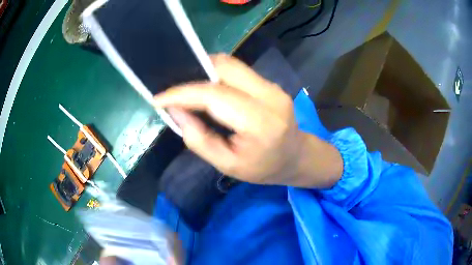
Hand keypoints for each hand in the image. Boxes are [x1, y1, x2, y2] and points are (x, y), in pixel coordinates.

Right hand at [154, 54, 341, 186]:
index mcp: (261, 122)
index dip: (182, 93)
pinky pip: (237, 70)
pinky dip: (216, 75)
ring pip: (230, 64)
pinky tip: (206, 88)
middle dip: (193, 73)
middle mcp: (269, 95)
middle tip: (173, 91)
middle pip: (224, 67)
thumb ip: (200, 140)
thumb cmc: (264, 168)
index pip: (215, 95)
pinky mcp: (270, 83)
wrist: (297, 157)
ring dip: (203, 71)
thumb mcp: (229, 165)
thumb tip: (176, 112)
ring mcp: (272, 85)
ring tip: (186, 89)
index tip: (159, 98)